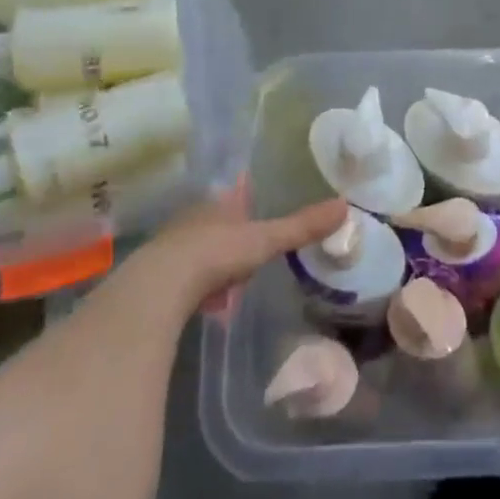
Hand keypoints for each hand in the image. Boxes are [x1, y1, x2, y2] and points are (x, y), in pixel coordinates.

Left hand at [128, 185, 348, 319]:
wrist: (160, 287)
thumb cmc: (216, 253)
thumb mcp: (265, 240)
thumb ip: (301, 227)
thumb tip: (344, 205)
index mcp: (216, 205)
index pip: (232, 198)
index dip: (243, 203)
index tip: (253, 210)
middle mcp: (190, 220)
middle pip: (213, 223)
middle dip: (227, 233)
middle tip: (245, 249)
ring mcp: (169, 249)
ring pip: (195, 249)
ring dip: (210, 261)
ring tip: (229, 279)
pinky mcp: (155, 280)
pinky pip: (182, 278)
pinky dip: (195, 286)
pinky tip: (205, 301)